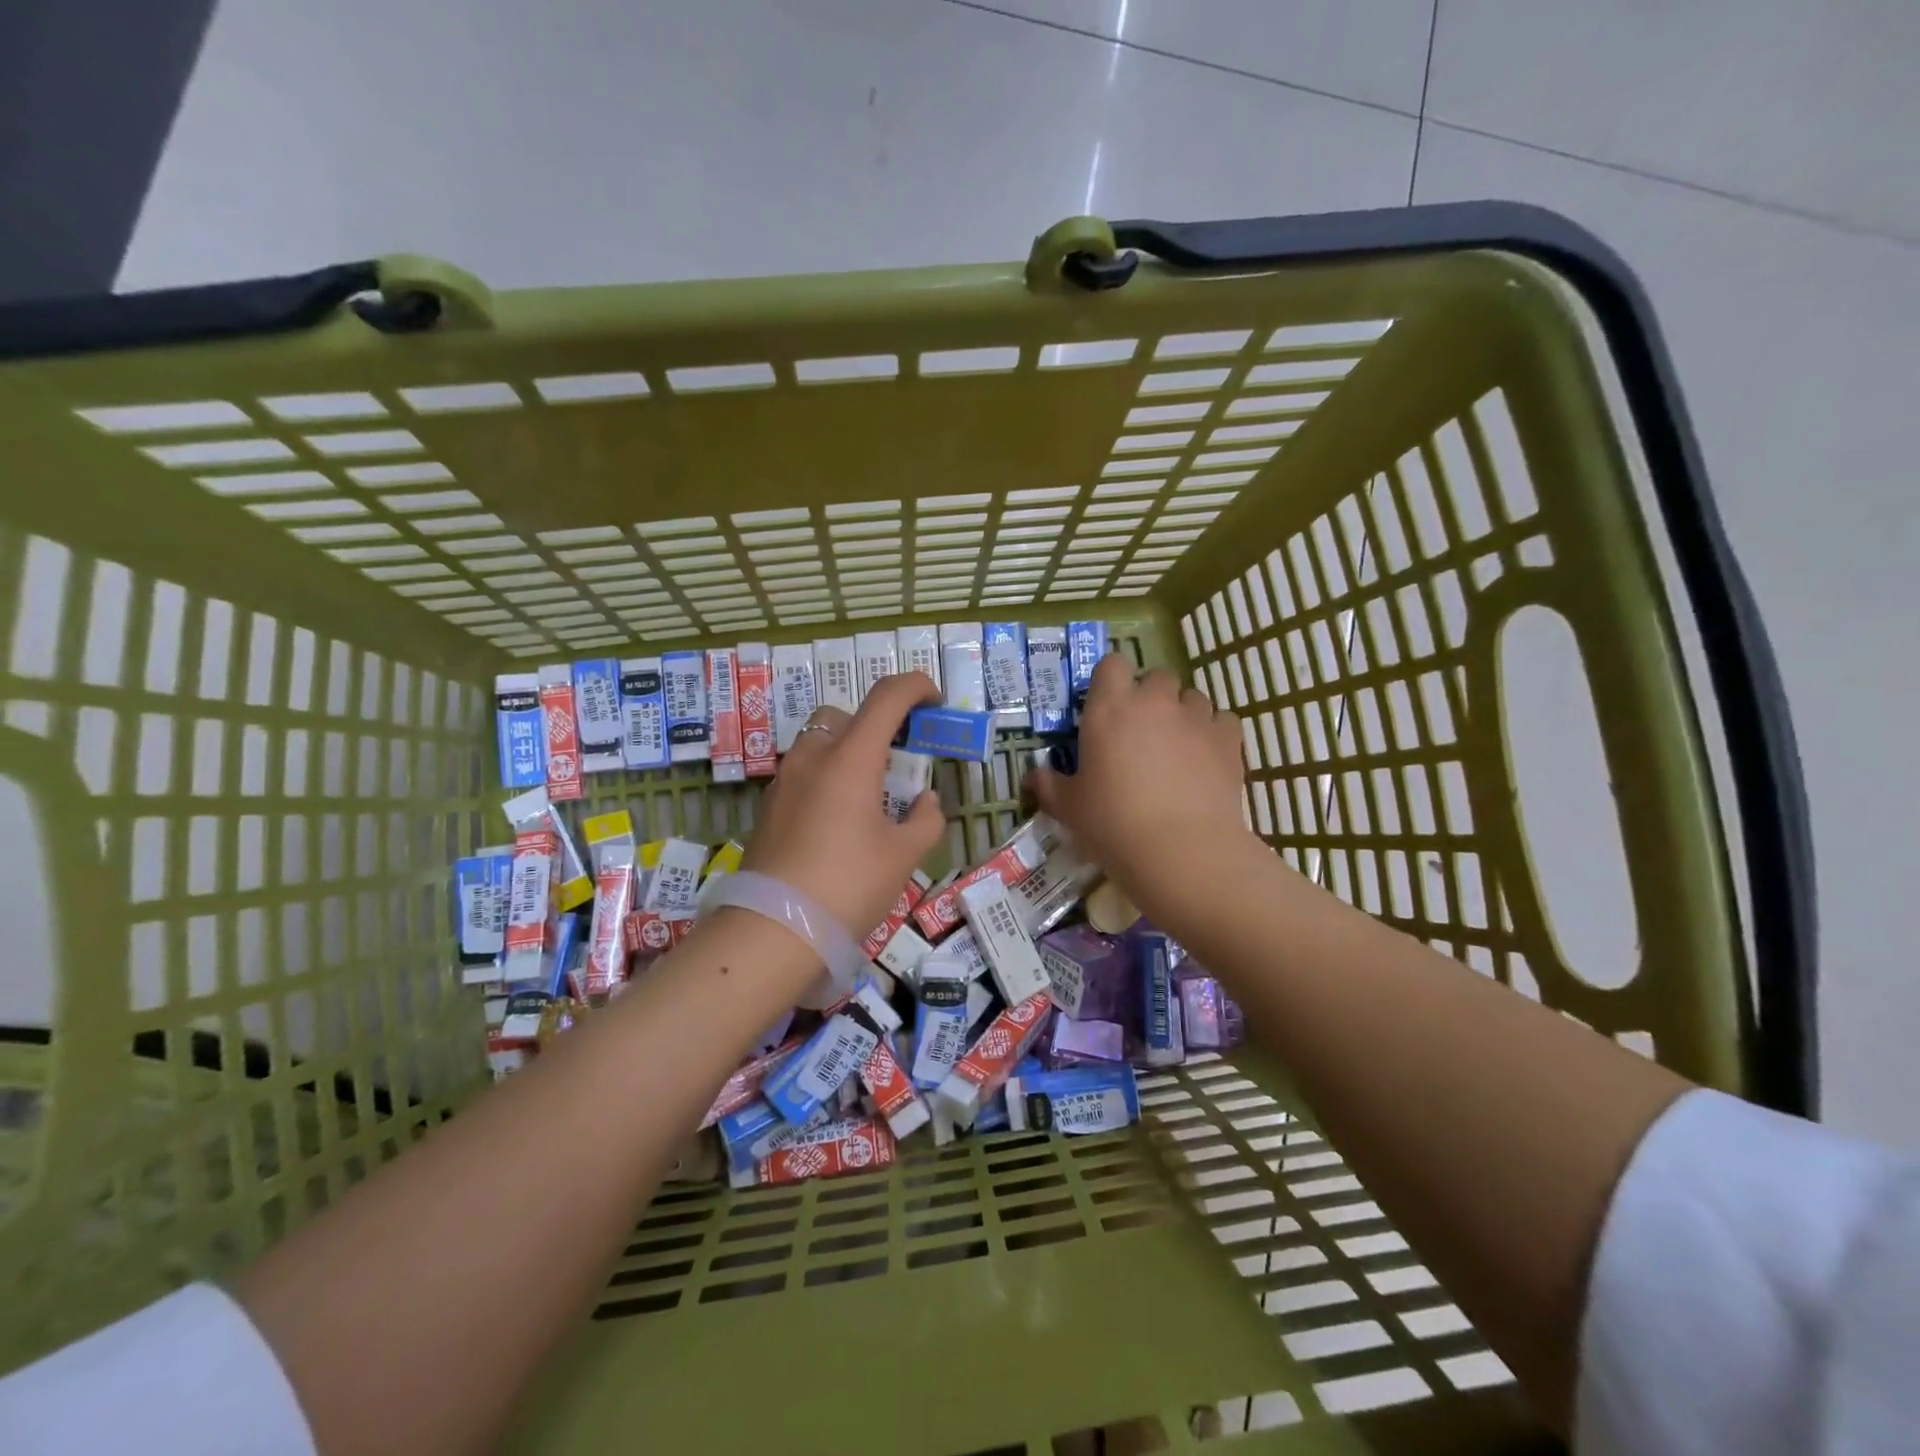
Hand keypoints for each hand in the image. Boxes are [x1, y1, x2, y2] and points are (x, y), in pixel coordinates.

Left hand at [742, 672, 946, 935]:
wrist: (774, 929)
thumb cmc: (849, 885)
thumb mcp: (903, 856)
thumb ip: (926, 820)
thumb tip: (926, 802)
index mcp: (851, 758)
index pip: (886, 697)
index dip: (916, 687)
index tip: (934, 702)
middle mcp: (813, 756)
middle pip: (845, 716)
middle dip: (875, 727)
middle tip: (896, 764)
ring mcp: (784, 780)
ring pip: (819, 744)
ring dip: (847, 754)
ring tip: (868, 799)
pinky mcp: (768, 806)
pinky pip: (803, 774)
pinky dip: (826, 779)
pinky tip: (838, 823)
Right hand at [1028, 655, 1254, 907]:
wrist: (1181, 850)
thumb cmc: (1112, 824)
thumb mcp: (1069, 808)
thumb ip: (1049, 785)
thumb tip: (1032, 776)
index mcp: (1109, 708)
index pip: (1111, 664)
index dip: (1111, 680)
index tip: (1107, 706)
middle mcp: (1154, 702)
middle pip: (1157, 677)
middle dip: (1151, 697)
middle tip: (1141, 732)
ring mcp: (1195, 718)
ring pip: (1192, 697)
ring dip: (1183, 714)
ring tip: (1177, 748)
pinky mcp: (1228, 739)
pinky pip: (1222, 721)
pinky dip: (1214, 733)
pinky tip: (1206, 758)